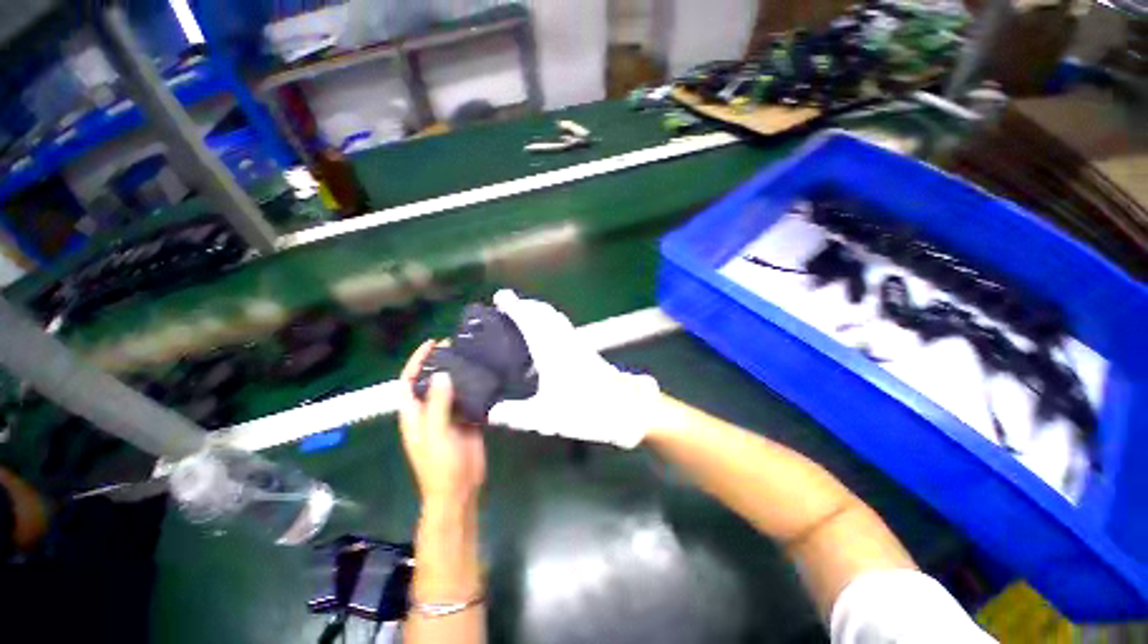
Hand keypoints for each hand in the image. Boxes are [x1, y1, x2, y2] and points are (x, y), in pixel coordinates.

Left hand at [399, 341, 485, 509]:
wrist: (460, 488)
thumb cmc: (440, 465)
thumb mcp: (436, 433)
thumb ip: (437, 404)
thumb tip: (441, 374)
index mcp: (414, 414)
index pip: (408, 381)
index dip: (417, 361)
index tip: (432, 344)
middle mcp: (429, 410)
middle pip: (431, 381)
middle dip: (439, 362)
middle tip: (456, 345)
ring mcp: (449, 415)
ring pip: (451, 387)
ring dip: (459, 372)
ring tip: (472, 355)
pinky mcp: (466, 419)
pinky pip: (468, 398)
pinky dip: (474, 386)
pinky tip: (485, 376)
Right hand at [486, 290, 661, 448]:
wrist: (625, 409)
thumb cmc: (585, 410)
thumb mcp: (545, 417)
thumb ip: (516, 415)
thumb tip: (492, 413)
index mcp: (551, 351)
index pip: (529, 320)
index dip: (514, 306)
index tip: (501, 297)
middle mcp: (565, 341)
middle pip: (544, 313)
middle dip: (526, 304)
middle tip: (510, 305)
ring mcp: (578, 344)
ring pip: (556, 318)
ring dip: (540, 311)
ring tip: (527, 315)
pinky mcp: (587, 351)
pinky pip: (564, 326)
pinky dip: (551, 321)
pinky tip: (549, 336)